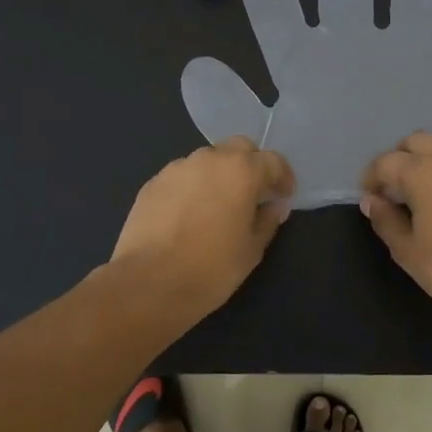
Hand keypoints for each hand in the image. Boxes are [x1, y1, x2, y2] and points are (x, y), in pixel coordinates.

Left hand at [110, 137, 294, 320]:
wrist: (148, 283)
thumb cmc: (211, 269)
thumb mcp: (252, 250)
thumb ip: (267, 221)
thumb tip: (273, 206)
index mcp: (241, 171)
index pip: (273, 160)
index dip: (283, 178)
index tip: (283, 197)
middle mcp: (209, 159)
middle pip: (239, 148)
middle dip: (251, 165)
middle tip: (253, 195)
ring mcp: (177, 168)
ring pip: (207, 160)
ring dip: (219, 175)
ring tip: (218, 206)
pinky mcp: (152, 183)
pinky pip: (182, 176)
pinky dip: (193, 187)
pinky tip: (189, 215)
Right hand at [360, 133, 431, 341]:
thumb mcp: (408, 252)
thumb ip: (385, 220)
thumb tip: (372, 200)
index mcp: (424, 173)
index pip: (387, 161)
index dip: (372, 177)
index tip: (371, 197)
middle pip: (419, 142)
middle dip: (402, 159)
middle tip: (397, 189)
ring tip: (430, 199)